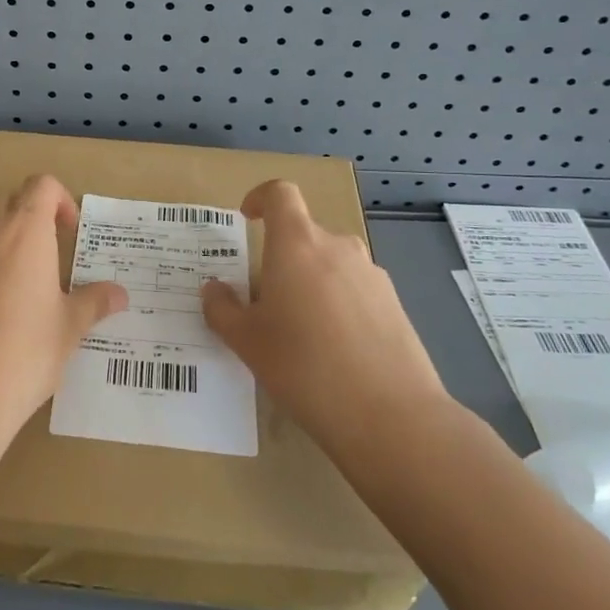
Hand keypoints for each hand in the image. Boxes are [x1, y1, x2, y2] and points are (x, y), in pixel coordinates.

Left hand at [0, 174, 127, 460]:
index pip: (41, 185)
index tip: (70, 231)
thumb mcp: (68, 330)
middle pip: (9, 201)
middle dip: (30, 218)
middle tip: (49, 257)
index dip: (60, 199)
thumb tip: (119, 294)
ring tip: (19, 290)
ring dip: (2, 245)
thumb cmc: (23, 355)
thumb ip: (93, 303)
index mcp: (24, 232)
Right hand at [202, 180, 448, 456]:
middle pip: (303, 235)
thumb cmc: (304, 367)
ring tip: (300, 333)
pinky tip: (334, 352)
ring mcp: (371, 275)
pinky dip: (337, 305)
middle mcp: (337, 247)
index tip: (247, 219)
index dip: (260, 198)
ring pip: (330, 264)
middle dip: (281, 258)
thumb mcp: (246, 342)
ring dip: (310, 283)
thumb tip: (213, 290)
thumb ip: (222, 309)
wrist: (390, 416)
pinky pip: (355, 290)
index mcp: (296, 244)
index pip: (280, 194)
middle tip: (264, 303)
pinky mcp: (395, 304)